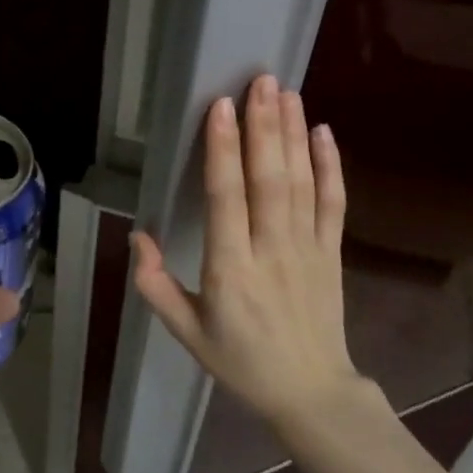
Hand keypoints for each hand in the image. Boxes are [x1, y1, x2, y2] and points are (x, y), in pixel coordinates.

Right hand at [132, 76, 375, 441]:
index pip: (226, 198)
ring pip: (302, 182)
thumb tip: (138, 236)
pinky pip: (334, 202)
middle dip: (264, 126)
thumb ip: (156, 284)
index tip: (221, 108)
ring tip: (286, 92)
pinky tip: (323, 132)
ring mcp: (308, 249)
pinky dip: (330, 165)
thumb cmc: (240, 362)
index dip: (223, 150)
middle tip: (260, 81)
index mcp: (230, 269)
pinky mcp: (332, 252)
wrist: (310, 391)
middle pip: (269, 178)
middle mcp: (271, 250)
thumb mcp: (185, 332)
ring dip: (294, 134)